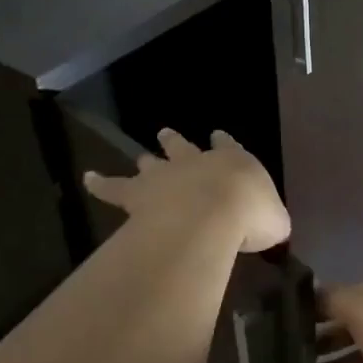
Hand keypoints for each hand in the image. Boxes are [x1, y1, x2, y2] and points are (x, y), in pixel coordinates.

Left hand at [83, 129, 290, 252]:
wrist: (213, 214)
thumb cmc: (250, 216)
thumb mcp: (275, 222)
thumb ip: (272, 221)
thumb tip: (274, 229)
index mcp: (234, 162)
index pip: (229, 147)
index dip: (224, 142)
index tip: (218, 135)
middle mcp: (197, 162)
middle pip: (183, 147)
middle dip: (176, 142)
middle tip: (165, 133)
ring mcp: (165, 175)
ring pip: (152, 163)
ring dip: (148, 159)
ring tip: (141, 154)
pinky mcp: (138, 194)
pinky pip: (115, 187)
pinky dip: (100, 182)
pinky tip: (87, 178)